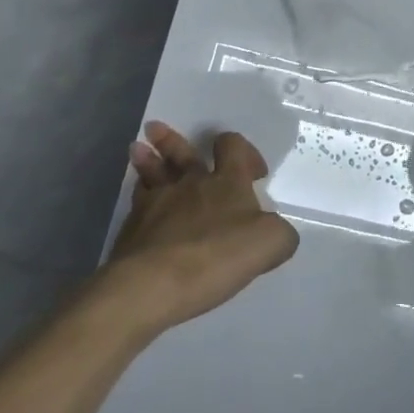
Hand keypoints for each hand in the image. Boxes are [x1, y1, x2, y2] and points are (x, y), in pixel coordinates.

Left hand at [101, 122, 299, 333]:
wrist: (155, 283)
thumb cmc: (218, 255)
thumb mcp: (271, 243)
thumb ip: (280, 233)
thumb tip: (275, 231)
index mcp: (228, 182)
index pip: (233, 147)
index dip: (244, 151)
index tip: (255, 172)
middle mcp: (191, 184)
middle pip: (183, 154)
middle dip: (173, 141)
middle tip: (159, 130)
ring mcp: (157, 203)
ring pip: (152, 172)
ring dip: (147, 158)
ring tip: (138, 149)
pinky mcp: (132, 228)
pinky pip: (138, 202)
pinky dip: (139, 197)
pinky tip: (139, 201)